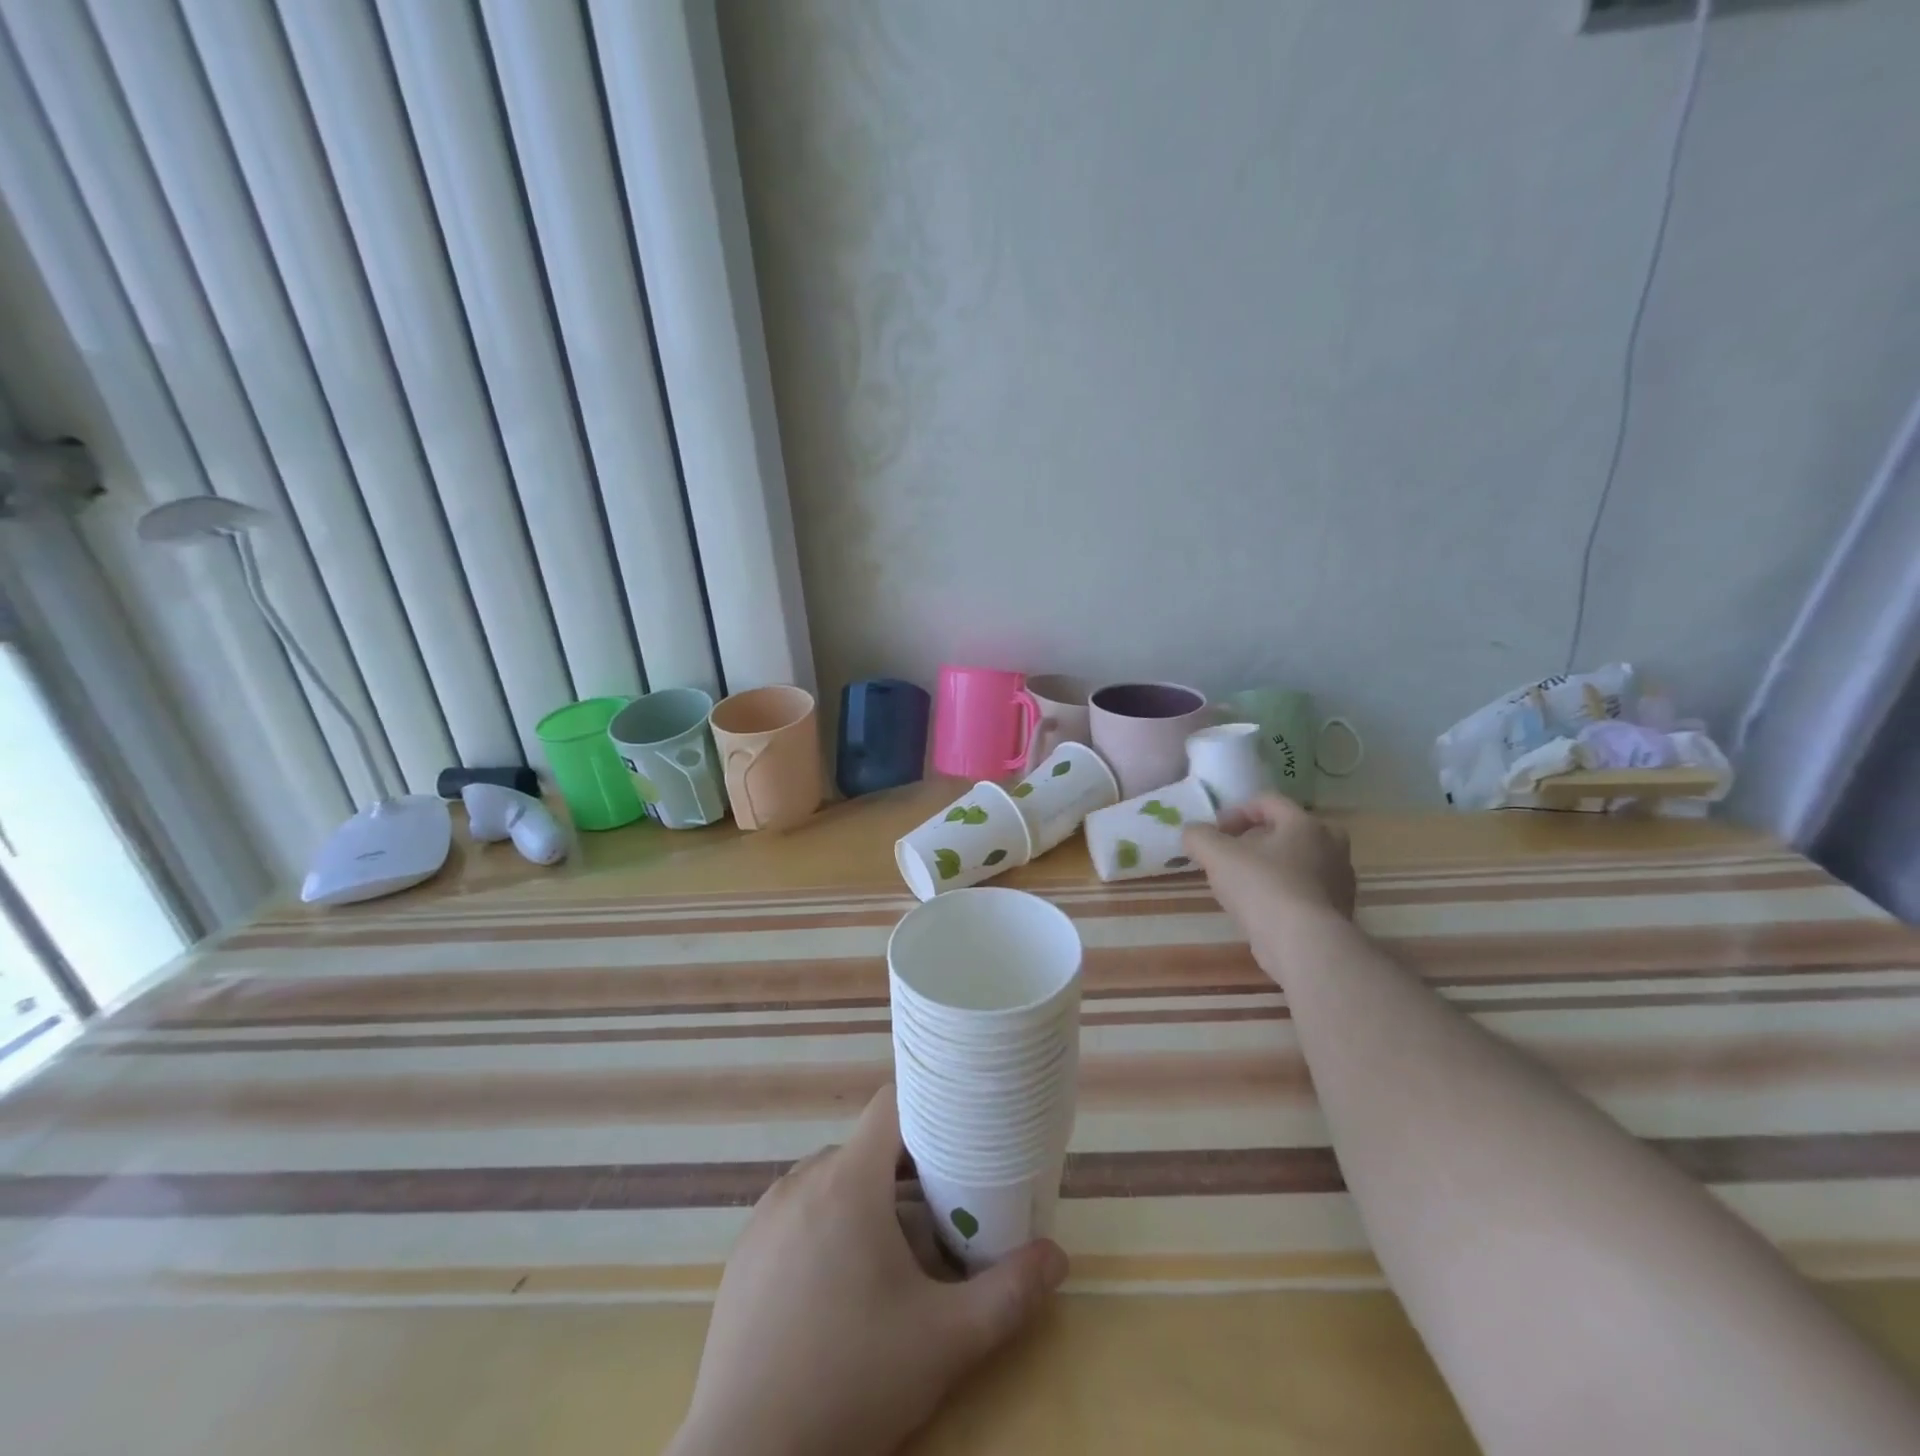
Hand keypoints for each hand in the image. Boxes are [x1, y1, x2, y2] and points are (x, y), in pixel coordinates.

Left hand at [669, 1087, 1068, 1455]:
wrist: (744, 1454)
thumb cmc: (850, 1381)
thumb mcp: (944, 1341)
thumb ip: (1007, 1293)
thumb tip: (1057, 1256)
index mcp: (848, 1181)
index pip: (890, 1104)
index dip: (927, 1107)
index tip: (957, 1132)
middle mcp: (802, 1180)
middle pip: (865, 1148)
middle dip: (904, 1170)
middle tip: (939, 1211)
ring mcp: (766, 1215)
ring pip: (830, 1180)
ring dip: (865, 1198)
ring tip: (892, 1253)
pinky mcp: (743, 1251)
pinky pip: (796, 1212)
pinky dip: (824, 1225)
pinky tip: (836, 1286)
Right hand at [1183, 795, 1356, 959]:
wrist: (1304, 944)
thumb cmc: (1262, 887)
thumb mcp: (1216, 855)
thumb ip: (1198, 837)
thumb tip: (1193, 833)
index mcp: (1304, 823)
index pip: (1268, 801)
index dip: (1235, 811)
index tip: (1215, 832)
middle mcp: (1330, 845)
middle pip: (1287, 830)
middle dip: (1257, 839)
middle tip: (1232, 855)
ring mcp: (1339, 880)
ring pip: (1298, 862)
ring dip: (1270, 867)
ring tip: (1243, 886)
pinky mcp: (1339, 911)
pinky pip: (1306, 890)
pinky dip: (1283, 892)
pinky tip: (1262, 910)